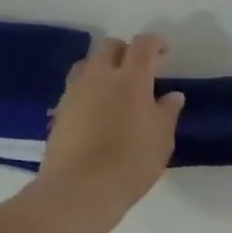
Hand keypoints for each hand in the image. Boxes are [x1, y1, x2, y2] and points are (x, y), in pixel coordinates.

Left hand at [38, 35, 183, 224]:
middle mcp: (99, 76)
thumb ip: (167, 112)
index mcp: (131, 77)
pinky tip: (96, 110)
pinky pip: (75, 87)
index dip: (155, 43)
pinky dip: (88, 89)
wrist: (79, 189)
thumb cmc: (130, 162)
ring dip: (103, 67)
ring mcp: (75, 92)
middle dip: (126, 51)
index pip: (142, 45)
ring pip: (88, 64)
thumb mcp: (162, 139)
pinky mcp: (59, 112)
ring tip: (115, 87)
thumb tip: (172, 95)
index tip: (164, 53)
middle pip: (110, 47)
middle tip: (140, 70)